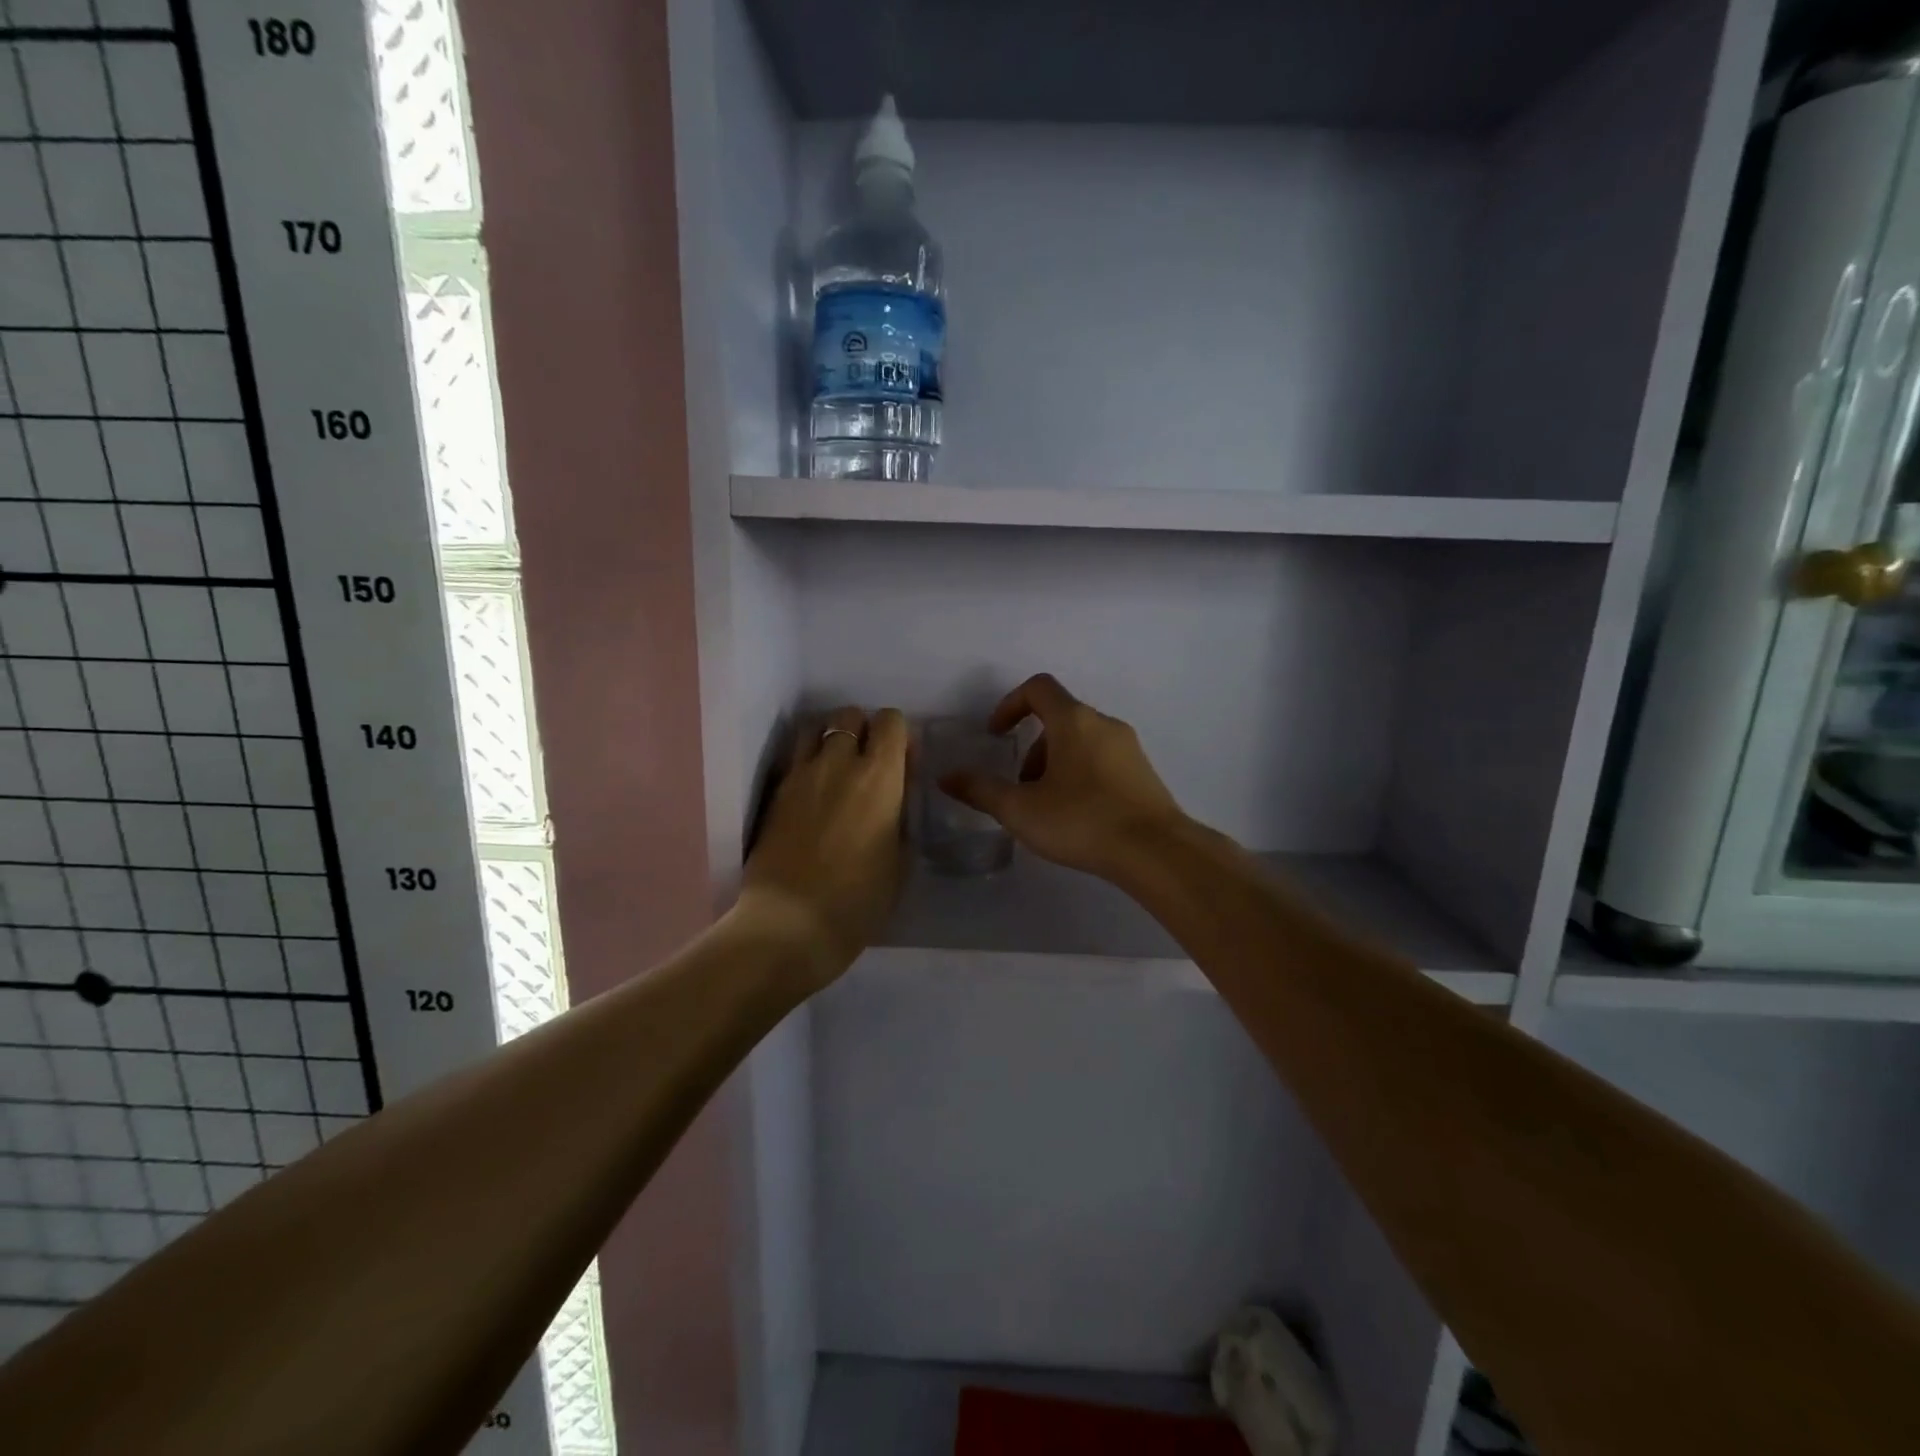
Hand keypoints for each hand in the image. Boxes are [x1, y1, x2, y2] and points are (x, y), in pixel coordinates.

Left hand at [740, 706, 907, 988]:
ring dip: (829, 740)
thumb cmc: (858, 901)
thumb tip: (896, 794)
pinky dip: (806, 764)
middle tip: (867, 765)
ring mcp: (800, 776)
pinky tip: (812, 795)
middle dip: (863, 730)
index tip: (902, 763)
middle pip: (849, 716)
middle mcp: (838, 763)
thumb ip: (901, 815)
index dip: (899, 735)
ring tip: (835, 772)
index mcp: (879, 777)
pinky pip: (793, 760)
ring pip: (814, 729)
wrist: (790, 924)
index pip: (890, 721)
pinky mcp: (774, 794)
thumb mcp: (900, 860)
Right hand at [940, 674, 1187, 882]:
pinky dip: (1081, 775)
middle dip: (1032, 748)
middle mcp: (1104, 724)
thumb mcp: (1020, 809)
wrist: (1156, 851)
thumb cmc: (1082, 820)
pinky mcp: (1144, 773)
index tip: (996, 735)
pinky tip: (1078, 817)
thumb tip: (946, 777)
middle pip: (1059, 718)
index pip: (1038, 688)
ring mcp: (1129, 748)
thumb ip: (980, 790)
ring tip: (1047, 808)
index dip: (1010, 705)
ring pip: (1081, 742)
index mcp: (1074, 720)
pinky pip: (1102, 760)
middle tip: (1021, 787)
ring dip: (1055, 764)